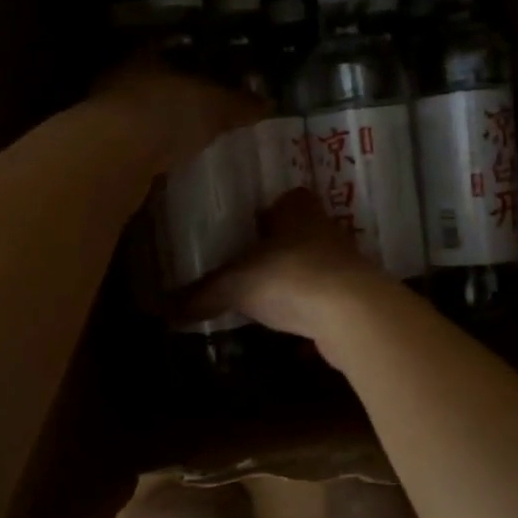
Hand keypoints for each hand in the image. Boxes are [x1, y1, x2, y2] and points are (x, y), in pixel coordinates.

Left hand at [92, 56, 264, 174]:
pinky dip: (149, 158)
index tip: (213, 83)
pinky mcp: (100, 152)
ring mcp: (105, 117)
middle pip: (154, 86)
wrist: (115, 156)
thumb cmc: (168, 113)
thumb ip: (240, 104)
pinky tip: (166, 170)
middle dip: (176, 102)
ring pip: (139, 118)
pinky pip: (132, 150)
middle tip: (202, 118)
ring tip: (186, 148)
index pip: (173, 54)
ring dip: (159, 132)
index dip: (195, 66)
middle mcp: (121, 80)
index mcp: (148, 57)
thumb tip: (268, 103)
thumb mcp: (216, 106)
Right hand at [184, 188, 397, 354]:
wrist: (351, 313)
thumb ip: (202, 295)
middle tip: (247, 262)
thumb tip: (163, 311)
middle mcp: (324, 227)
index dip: (267, 210)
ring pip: (313, 262)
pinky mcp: (354, 293)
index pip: (286, 198)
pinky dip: (307, 304)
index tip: (246, 228)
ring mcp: (343, 260)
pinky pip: (323, 293)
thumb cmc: (289, 277)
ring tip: (263, 293)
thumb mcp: (236, 285)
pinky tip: (288, 320)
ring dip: (293, 275)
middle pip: (299, 230)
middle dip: (277, 245)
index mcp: (297, 208)